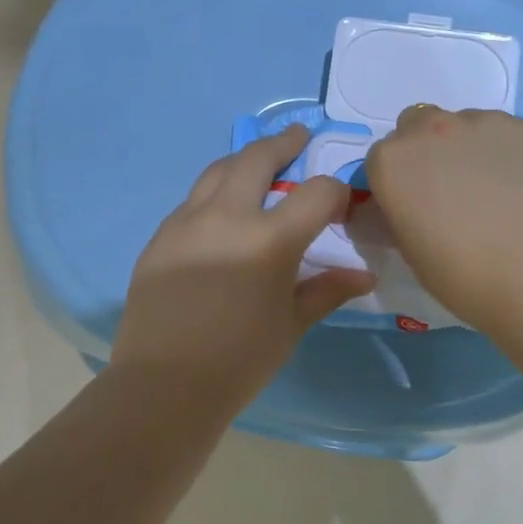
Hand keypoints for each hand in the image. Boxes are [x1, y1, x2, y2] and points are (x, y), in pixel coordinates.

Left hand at [113, 126, 374, 411]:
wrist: (163, 386)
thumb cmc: (239, 361)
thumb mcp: (291, 324)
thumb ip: (326, 290)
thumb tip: (363, 276)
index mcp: (269, 239)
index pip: (316, 193)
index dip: (335, 193)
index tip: (340, 204)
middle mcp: (226, 216)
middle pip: (256, 157)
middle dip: (282, 143)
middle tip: (296, 137)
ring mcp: (185, 222)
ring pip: (217, 171)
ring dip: (243, 161)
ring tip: (258, 164)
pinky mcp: (160, 237)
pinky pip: (192, 202)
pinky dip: (214, 194)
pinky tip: (221, 215)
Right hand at [365, 107, 522, 336]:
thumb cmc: (466, 278)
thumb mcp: (411, 251)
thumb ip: (401, 213)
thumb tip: (409, 205)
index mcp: (394, 160)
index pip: (385, 158)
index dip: (401, 181)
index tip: (418, 207)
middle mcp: (436, 127)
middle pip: (424, 126)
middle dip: (433, 151)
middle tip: (458, 193)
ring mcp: (492, 122)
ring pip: (476, 128)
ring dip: (479, 152)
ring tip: (507, 197)